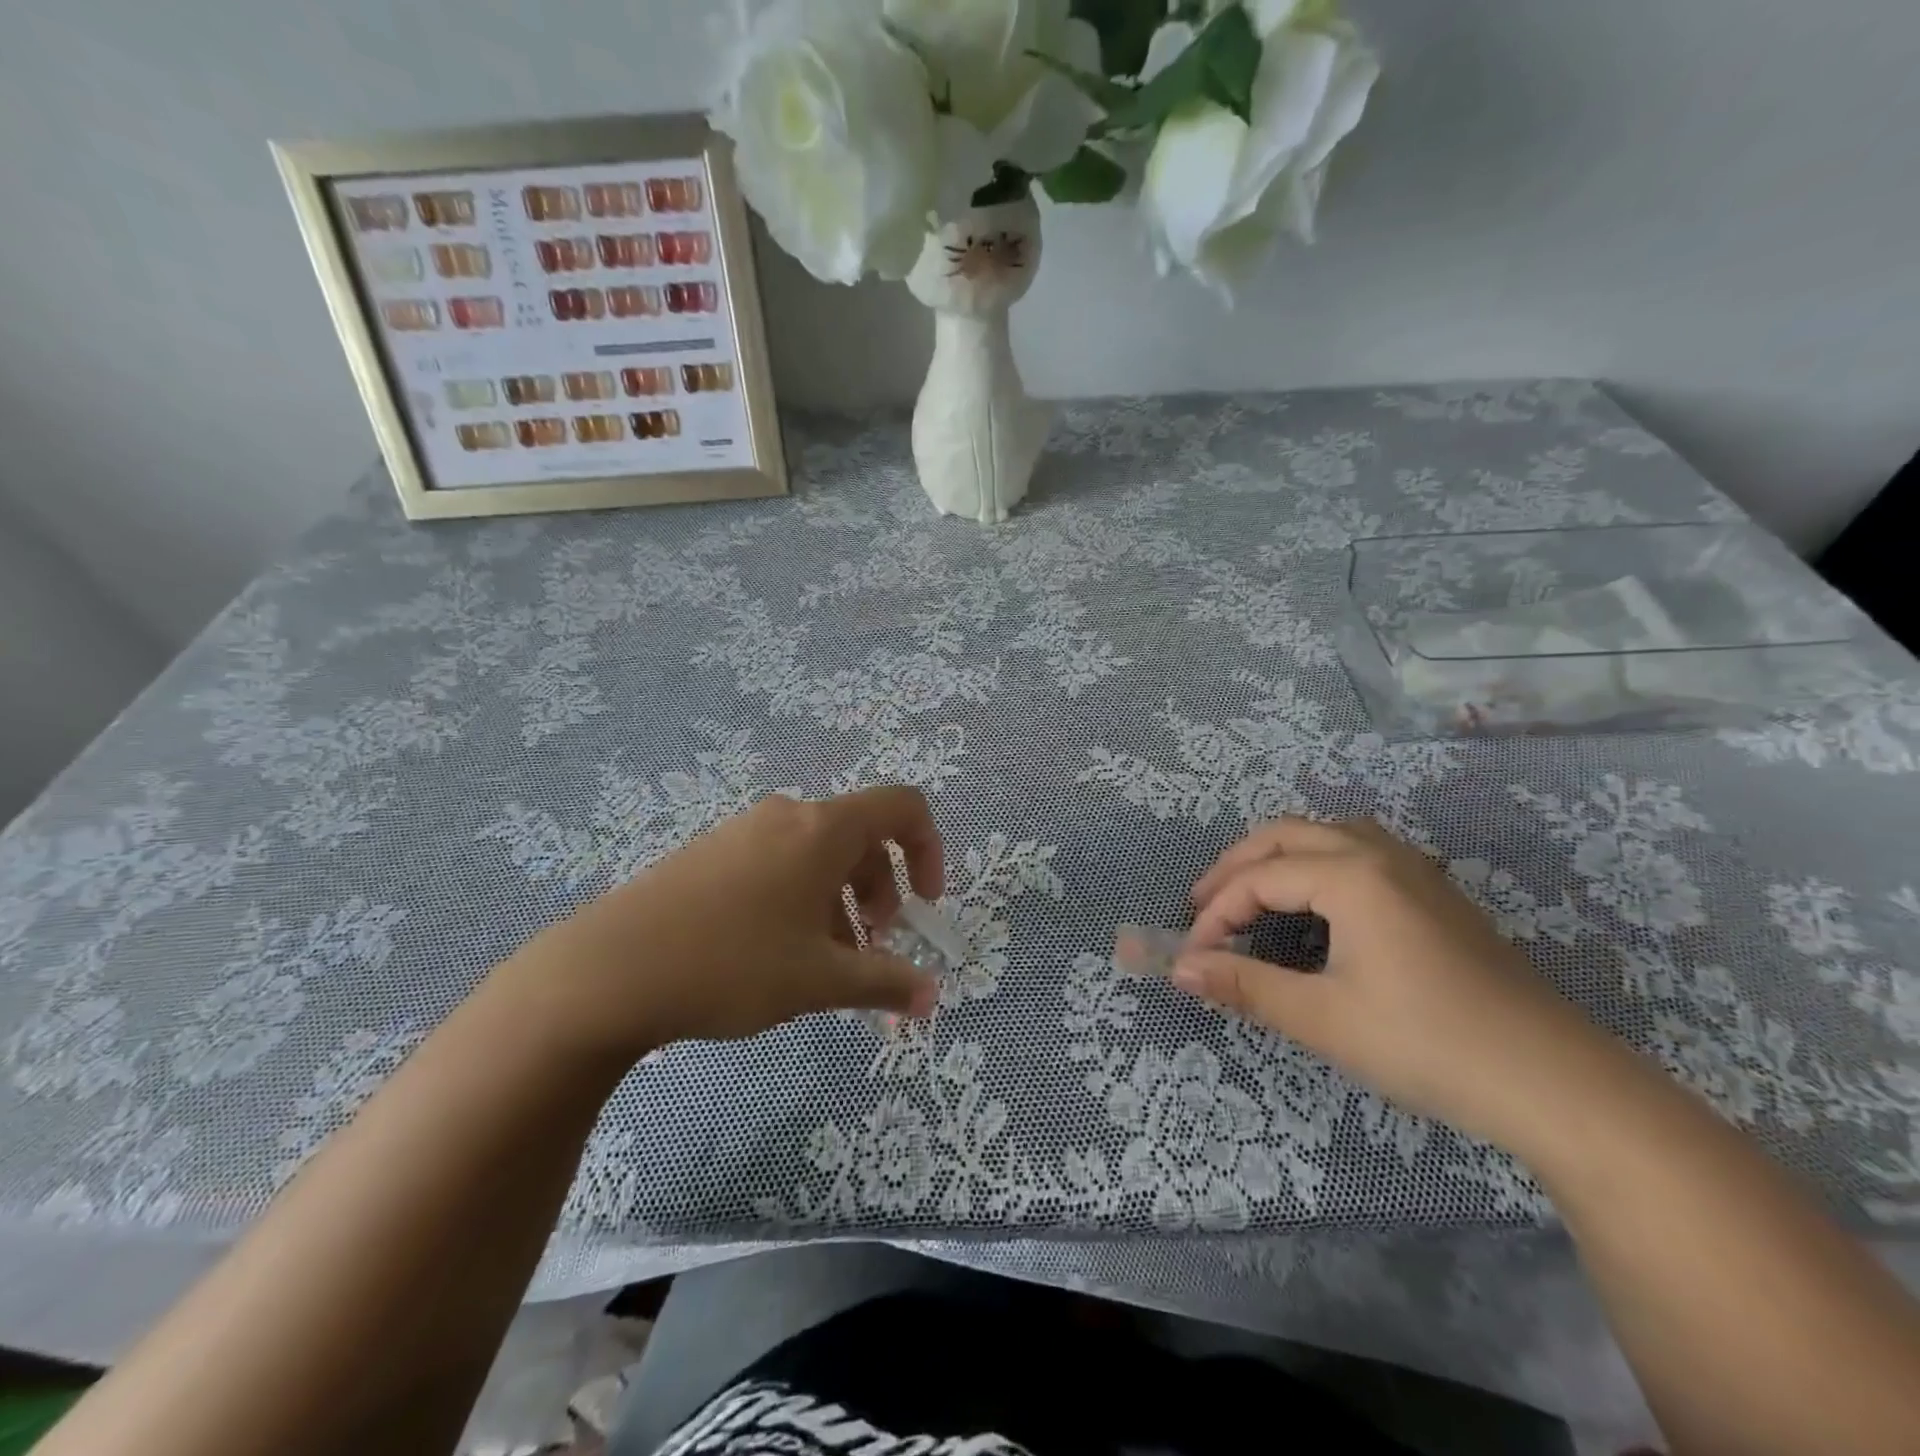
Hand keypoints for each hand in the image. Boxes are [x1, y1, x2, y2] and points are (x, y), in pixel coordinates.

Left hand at [501, 788, 943, 1061]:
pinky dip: (801, 899)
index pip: (903, 807)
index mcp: (823, 829)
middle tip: (871, 949)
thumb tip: (931, 998)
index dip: (929, 850)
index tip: (924, 905)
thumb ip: (884, 982)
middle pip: (861, 837)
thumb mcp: (819, 980)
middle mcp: (788, 816)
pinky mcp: (711, 852)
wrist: (608, 970)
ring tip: (825, 964)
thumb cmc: (733, 963)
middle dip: (881, 891)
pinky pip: (778, 863)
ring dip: (841, 903)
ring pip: (818, 855)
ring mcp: (744, 831)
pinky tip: (777, 953)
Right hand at [1178, 816, 1616, 1148]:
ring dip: (1278, 856)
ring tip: (1252, 894)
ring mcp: (1416, 871)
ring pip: (1327, 834)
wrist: (1557, 1084)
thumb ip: (1245, 985)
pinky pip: (1359, 852)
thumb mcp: (1323, 1019)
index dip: (1216, 914)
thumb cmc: (1428, 1045)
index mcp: (1351, 875)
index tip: (1193, 956)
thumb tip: (1180, 968)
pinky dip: (1317, 863)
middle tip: (1203, 907)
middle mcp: (1380, 855)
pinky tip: (1319, 903)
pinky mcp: (1438, 895)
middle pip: (1286, 835)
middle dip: (1236, 867)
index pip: (1259, 878)